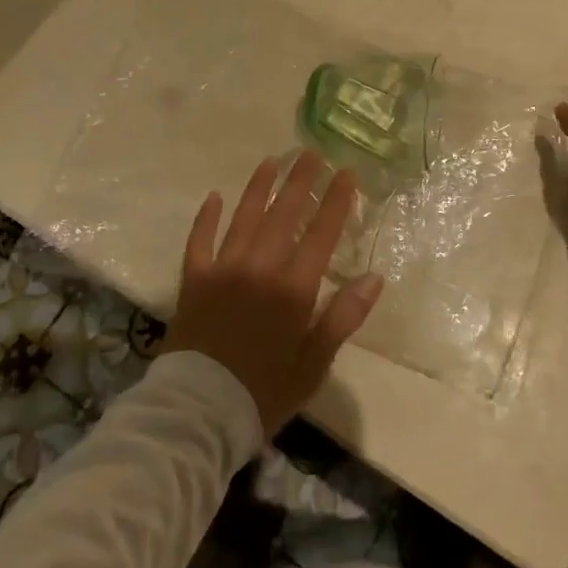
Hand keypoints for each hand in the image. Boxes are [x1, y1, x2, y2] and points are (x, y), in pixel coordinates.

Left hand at [163, 152, 382, 436]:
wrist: (198, 414)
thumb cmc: (265, 391)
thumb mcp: (315, 362)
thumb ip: (343, 316)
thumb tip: (374, 277)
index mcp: (293, 287)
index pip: (321, 232)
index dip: (335, 200)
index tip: (346, 173)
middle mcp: (260, 267)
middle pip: (284, 214)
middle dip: (301, 181)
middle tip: (311, 154)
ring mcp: (223, 269)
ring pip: (244, 217)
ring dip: (259, 187)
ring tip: (272, 161)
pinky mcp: (194, 280)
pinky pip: (200, 240)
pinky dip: (206, 218)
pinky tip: (214, 197)